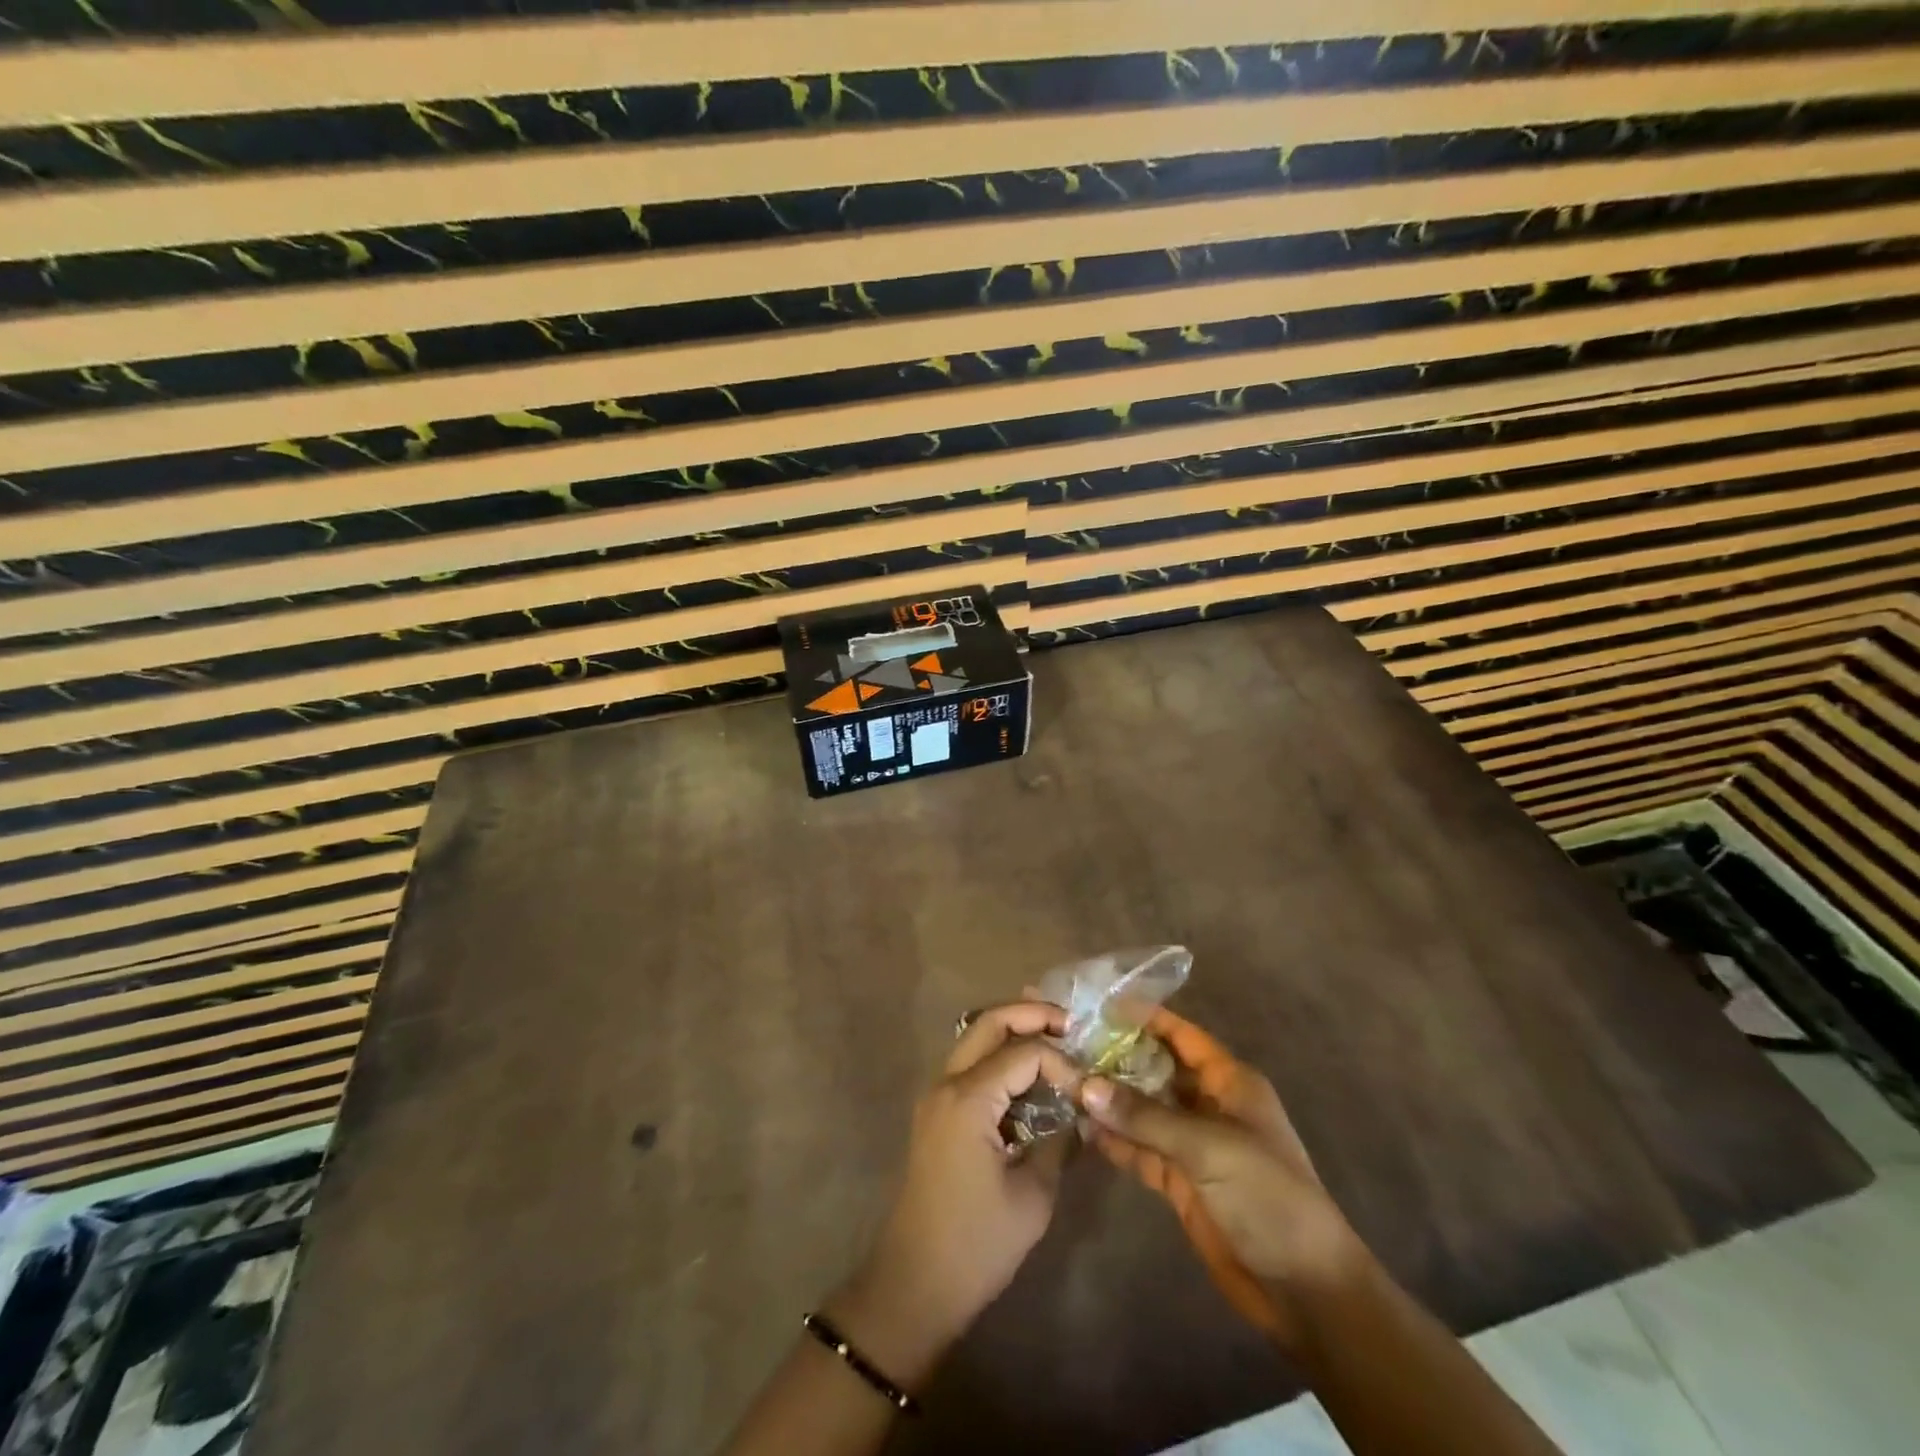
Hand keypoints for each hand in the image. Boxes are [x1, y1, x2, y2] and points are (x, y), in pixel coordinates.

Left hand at [829, 1003, 1080, 1384]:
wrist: (915, 1284)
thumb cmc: (976, 1244)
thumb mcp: (1032, 1196)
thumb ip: (1058, 1143)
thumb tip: (1077, 1113)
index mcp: (968, 1098)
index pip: (1023, 1052)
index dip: (1060, 1061)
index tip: (1085, 1089)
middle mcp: (946, 1084)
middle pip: (989, 1023)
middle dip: (1030, 1014)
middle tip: (1070, 1023)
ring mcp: (936, 1096)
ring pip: (974, 1039)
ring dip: (1012, 1031)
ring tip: (1054, 1039)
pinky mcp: (936, 1113)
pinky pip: (969, 1066)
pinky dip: (998, 1057)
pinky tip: (1027, 1075)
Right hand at [1082, 1008, 1369, 1351]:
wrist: (1304, 1288)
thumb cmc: (1267, 1196)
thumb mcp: (1207, 1147)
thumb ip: (1145, 1116)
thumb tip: (1085, 1085)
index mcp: (1229, 1082)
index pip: (1181, 1036)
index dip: (1145, 1018)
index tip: (1100, 1005)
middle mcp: (1207, 1104)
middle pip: (1155, 1070)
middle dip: (1116, 1058)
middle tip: (1068, 1043)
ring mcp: (1192, 1143)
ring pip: (1143, 1110)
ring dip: (1109, 1100)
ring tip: (1062, 1081)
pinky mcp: (1179, 1180)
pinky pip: (1140, 1148)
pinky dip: (1114, 1139)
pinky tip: (1082, 1127)